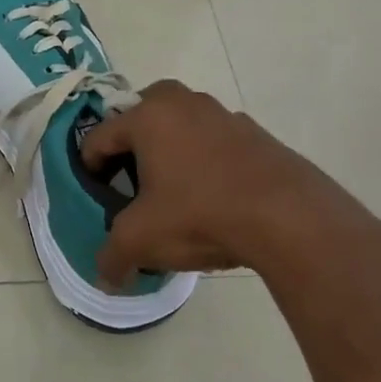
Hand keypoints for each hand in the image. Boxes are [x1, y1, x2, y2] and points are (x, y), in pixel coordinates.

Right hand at [80, 81, 380, 307]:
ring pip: (181, 125)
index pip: (99, 137)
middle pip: (140, 116)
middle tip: (133, 181)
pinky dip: (207, 160)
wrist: (289, 218)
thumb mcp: (142, 240)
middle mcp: (182, 103)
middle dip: (131, 145)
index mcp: (147, 117)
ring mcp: (223, 114)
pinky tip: (214, 196)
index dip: (91, 168)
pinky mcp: (256, 133)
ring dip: (171, 149)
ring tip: (175, 191)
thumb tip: (105, 278)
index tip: (98, 195)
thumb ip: (113, 256)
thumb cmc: (199, 215)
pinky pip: (215, 141)